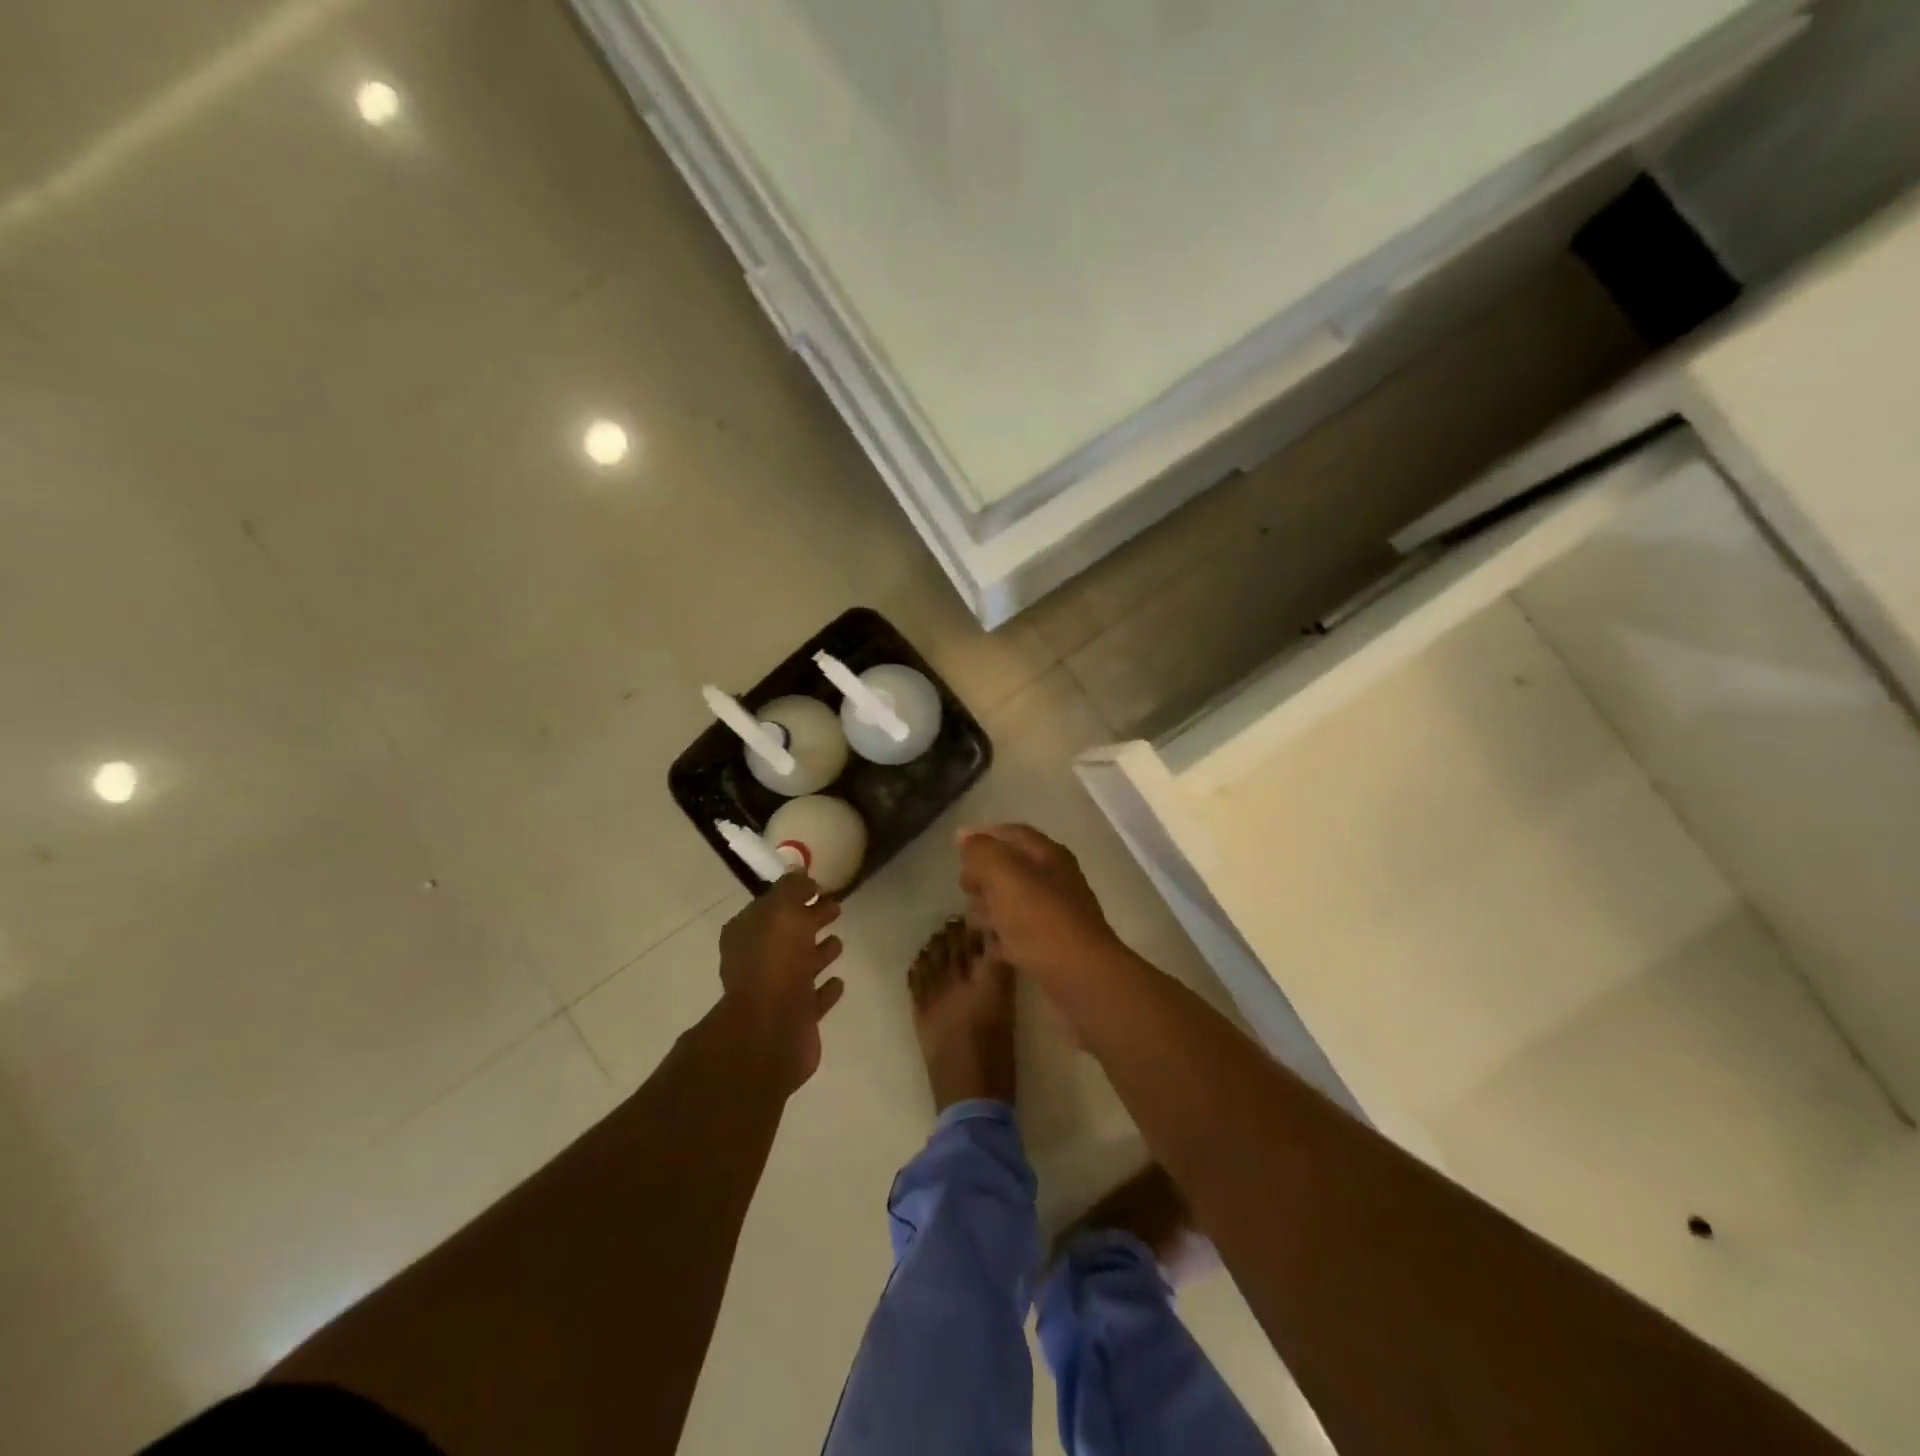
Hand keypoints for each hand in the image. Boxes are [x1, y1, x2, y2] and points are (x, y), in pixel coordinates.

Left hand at [717, 873, 845, 1092]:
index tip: (817, 887)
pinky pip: (812, 997)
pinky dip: (824, 988)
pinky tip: (839, 980)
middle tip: (836, 907)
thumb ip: (792, 889)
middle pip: (786, 934)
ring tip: (840, 941)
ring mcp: (774, 991)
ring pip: (799, 965)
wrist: (771, 1030)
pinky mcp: (793, 1019)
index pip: (769, 906)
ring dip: (817, 953)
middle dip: (809, 920)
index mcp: (746, 933)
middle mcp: (755, 961)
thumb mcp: (783, 911)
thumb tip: (799, 874)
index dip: (792, 896)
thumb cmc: (775, 962)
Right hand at [958, 824, 1120, 983]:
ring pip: (1013, 901)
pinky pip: (1020, 932)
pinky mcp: (1052, 945)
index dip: (984, 836)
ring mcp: (1056, 913)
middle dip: (984, 876)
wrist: (1080, 976)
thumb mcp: (1004, 875)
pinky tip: (991, 946)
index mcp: (1048, 855)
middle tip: (966, 889)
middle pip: (1011, 868)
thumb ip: (982, 852)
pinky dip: (1004, 936)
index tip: (957, 849)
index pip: (1012, 833)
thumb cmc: (1040, 919)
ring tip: (975, 921)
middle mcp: (1055, 879)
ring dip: (991, 907)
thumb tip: (964, 835)